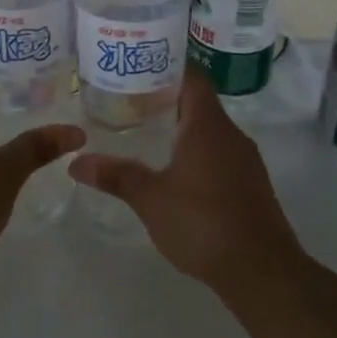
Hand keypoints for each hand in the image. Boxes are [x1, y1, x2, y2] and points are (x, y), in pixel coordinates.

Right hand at [69, 68, 307, 290]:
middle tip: (128, 101)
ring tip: (144, 132)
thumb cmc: (203, 223)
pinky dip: (195, 152)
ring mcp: (245, 161)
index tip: (137, 67)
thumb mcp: (150, 198)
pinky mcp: (250, 185)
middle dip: (166, 98)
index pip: (191, 76)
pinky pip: (219, 154)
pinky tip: (172, 170)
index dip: (166, 66)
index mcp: (208, 126)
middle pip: (199, 102)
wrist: (261, 271)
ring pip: (210, 131)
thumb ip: (115, 175)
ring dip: (181, 128)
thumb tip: (75, 161)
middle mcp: (231, 135)